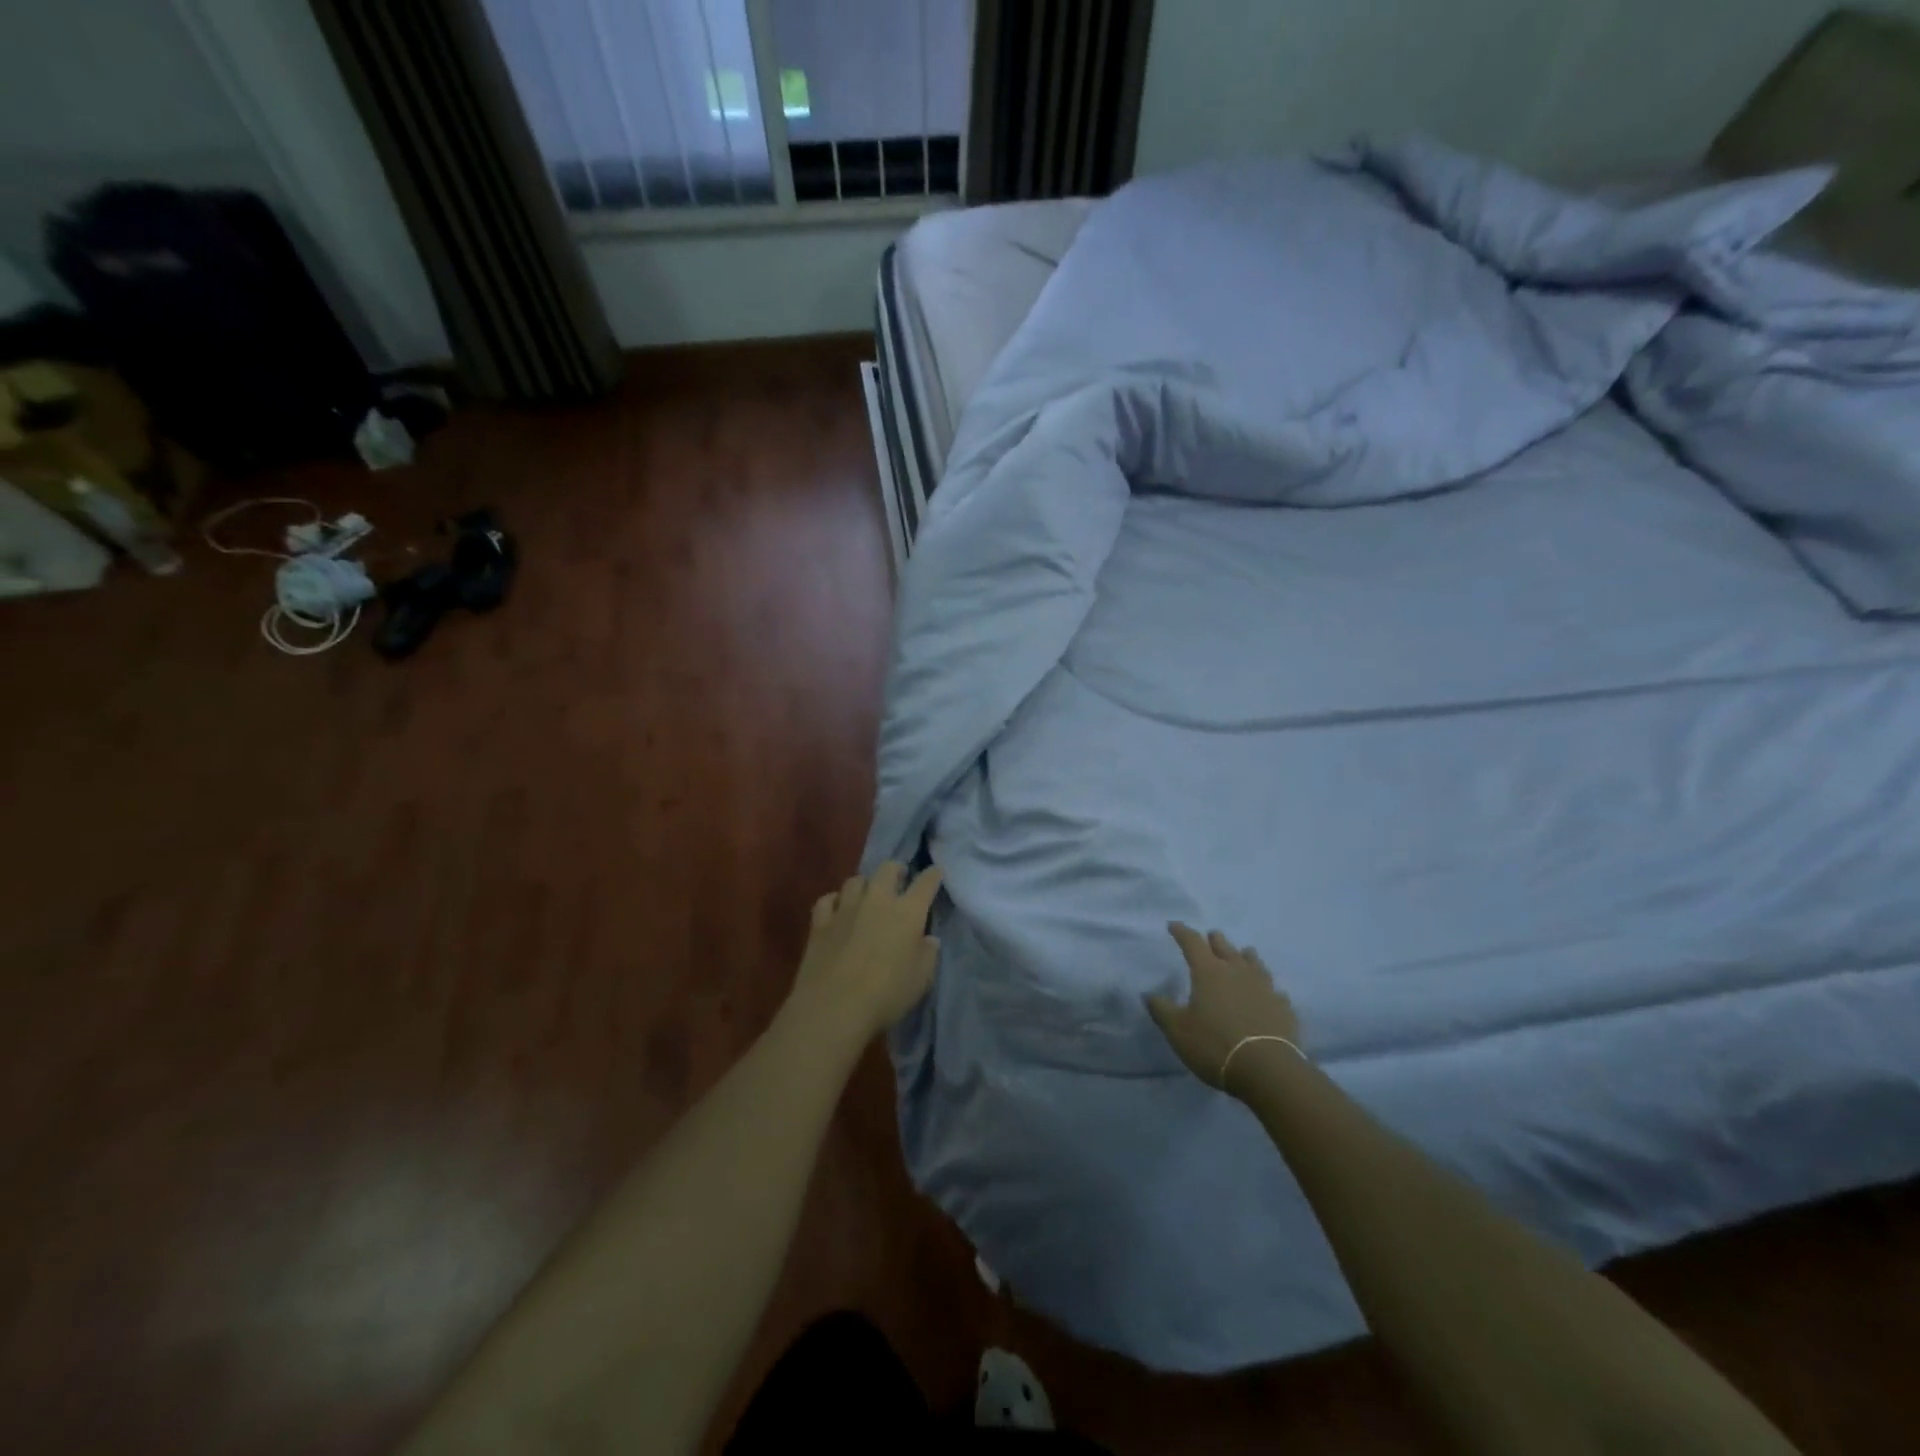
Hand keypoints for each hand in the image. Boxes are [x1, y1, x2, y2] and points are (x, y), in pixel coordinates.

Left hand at [789, 862, 943, 1040]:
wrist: (834, 1007)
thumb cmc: (886, 994)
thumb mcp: (921, 979)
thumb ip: (928, 954)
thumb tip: (928, 939)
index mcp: (908, 912)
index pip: (925, 883)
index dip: (933, 875)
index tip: (936, 872)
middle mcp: (877, 900)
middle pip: (887, 869)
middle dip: (895, 870)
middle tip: (899, 879)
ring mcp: (845, 908)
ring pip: (855, 880)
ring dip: (864, 885)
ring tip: (866, 895)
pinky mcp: (820, 922)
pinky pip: (827, 900)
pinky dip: (834, 901)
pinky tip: (836, 910)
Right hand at [1146, 923, 1301, 1093]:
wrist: (1267, 1069)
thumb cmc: (1214, 1045)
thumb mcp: (1177, 1030)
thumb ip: (1162, 1010)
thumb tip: (1149, 994)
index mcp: (1208, 972)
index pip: (1192, 942)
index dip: (1182, 932)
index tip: (1174, 925)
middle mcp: (1237, 972)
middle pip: (1225, 947)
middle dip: (1215, 940)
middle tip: (1211, 937)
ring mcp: (1264, 987)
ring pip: (1254, 963)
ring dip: (1245, 956)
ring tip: (1243, 954)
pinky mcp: (1283, 1007)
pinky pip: (1274, 990)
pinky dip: (1267, 987)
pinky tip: (1269, 993)